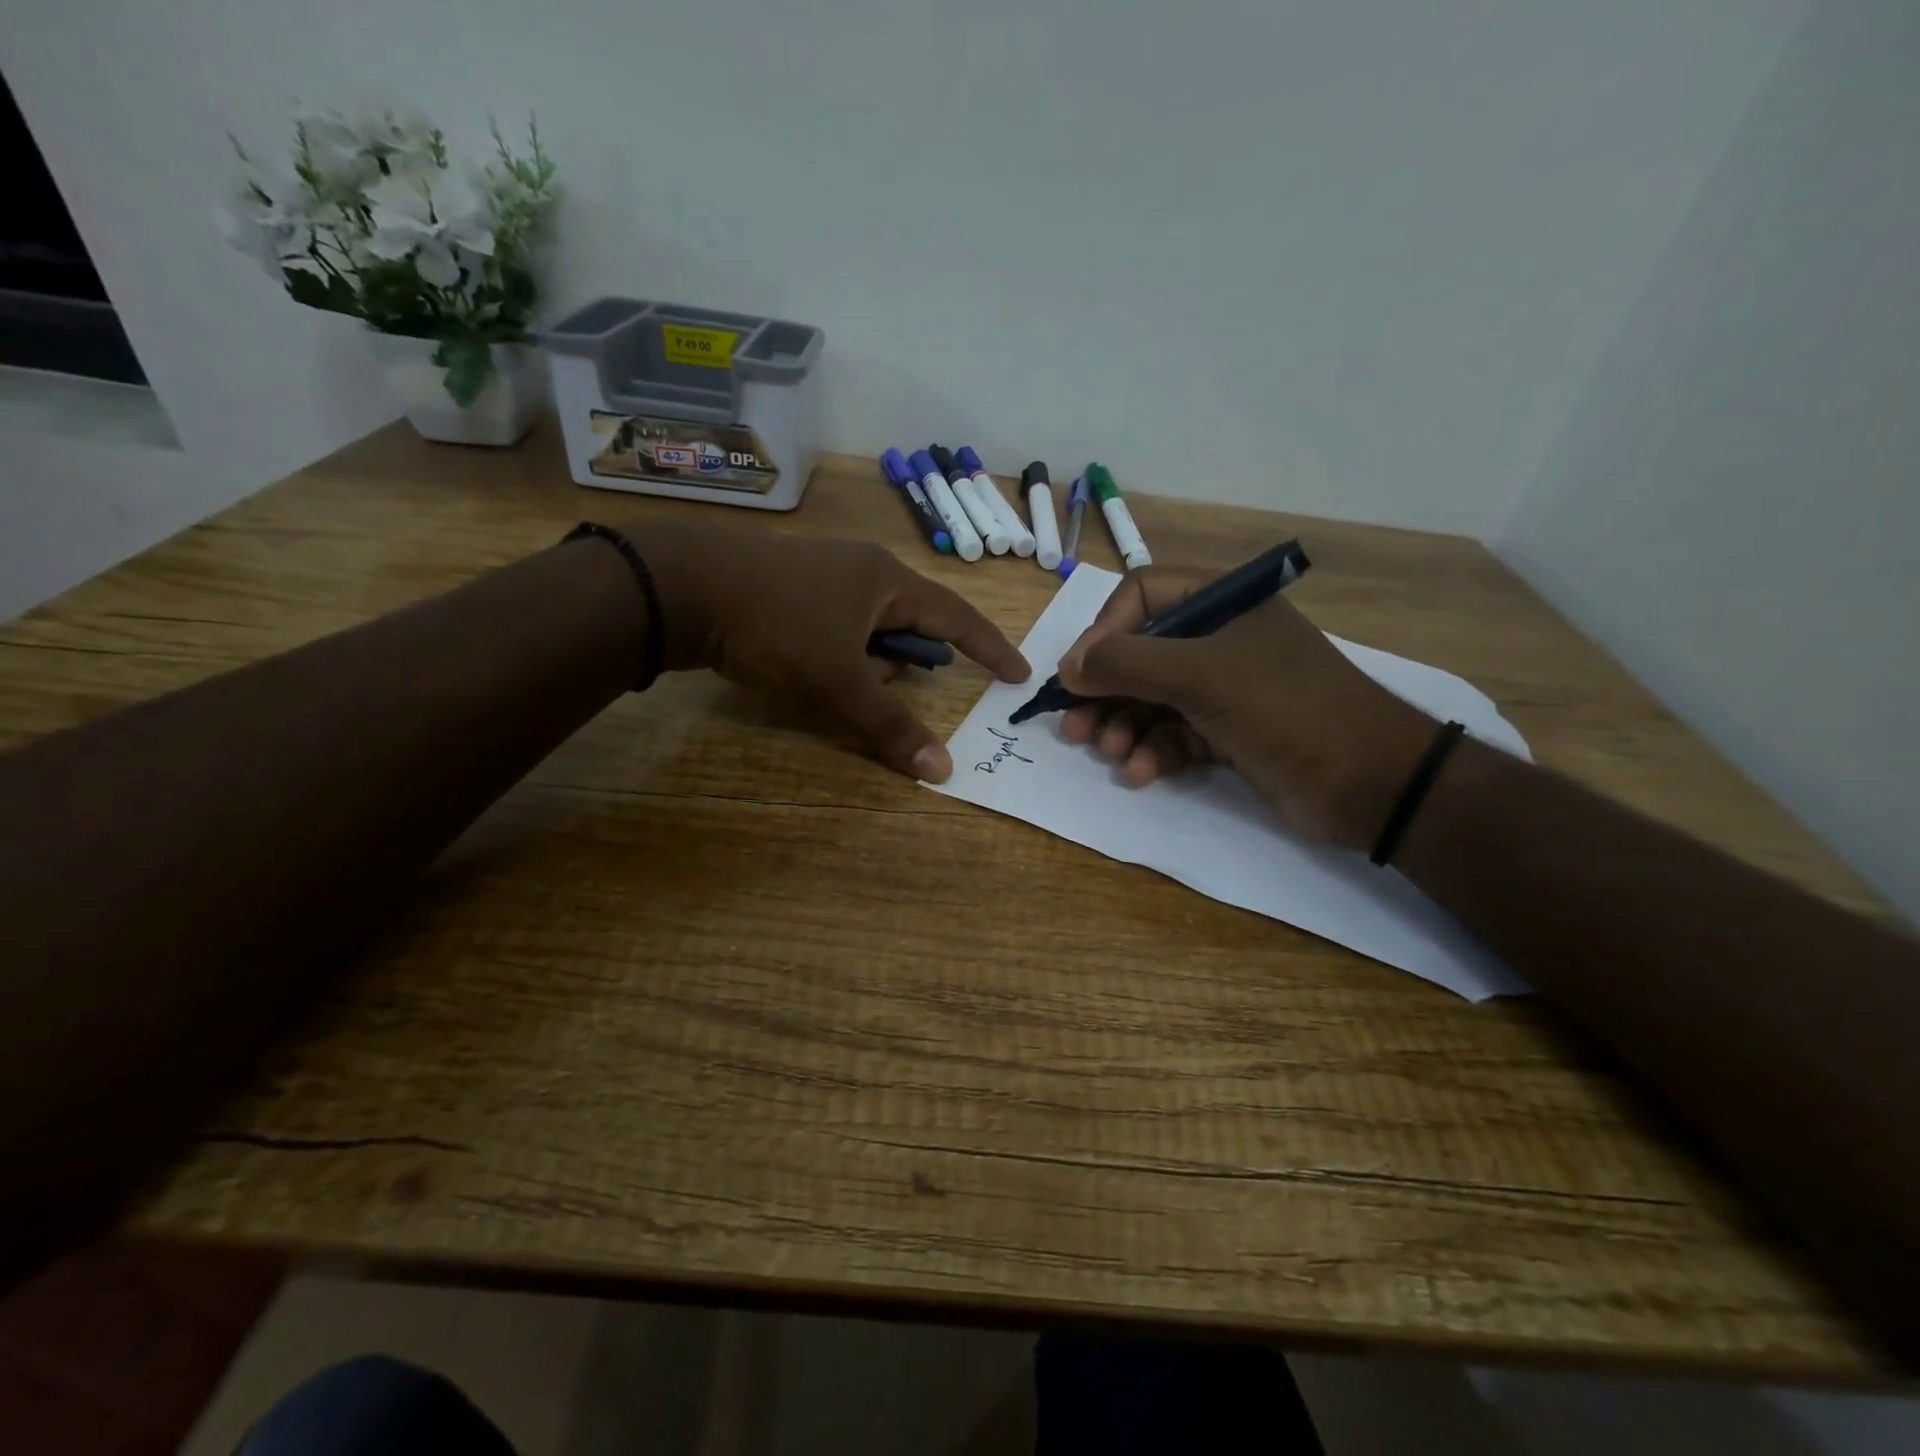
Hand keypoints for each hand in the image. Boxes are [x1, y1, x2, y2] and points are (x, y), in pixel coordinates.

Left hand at [633, 521, 1028, 781]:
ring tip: (829, 683)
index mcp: (887, 580)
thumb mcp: (838, 679)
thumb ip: (890, 724)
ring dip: (864, 663)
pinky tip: (804, 670)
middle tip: (880, 692)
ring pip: (867, 629)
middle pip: (908, 625)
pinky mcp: (790, 589)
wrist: (681, 586)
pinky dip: (835, 654)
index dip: (990, 648)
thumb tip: (943, 770)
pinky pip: (835, 626)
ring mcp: (823, 575)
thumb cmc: (777, 624)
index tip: (1017, 674)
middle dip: (903, 665)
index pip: (957, 617)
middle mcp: (862, 570)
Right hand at [1054, 566, 1435, 848]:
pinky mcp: (1229, 733)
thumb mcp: (1202, 676)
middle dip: (1106, 692)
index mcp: (1222, 603)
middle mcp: (1220, 639)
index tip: (1077, 675)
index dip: (1103, 633)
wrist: (1371, 783)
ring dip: (1124, 726)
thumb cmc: (1287, 709)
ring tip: (1109, 752)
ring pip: (1153, 699)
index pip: (1142, 596)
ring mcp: (1225, 688)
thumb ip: (1128, 664)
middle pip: (1141, 654)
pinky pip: (1175, 734)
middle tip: (1075, 727)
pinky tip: (1140, 773)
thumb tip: (1067, 667)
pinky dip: (1154, 752)